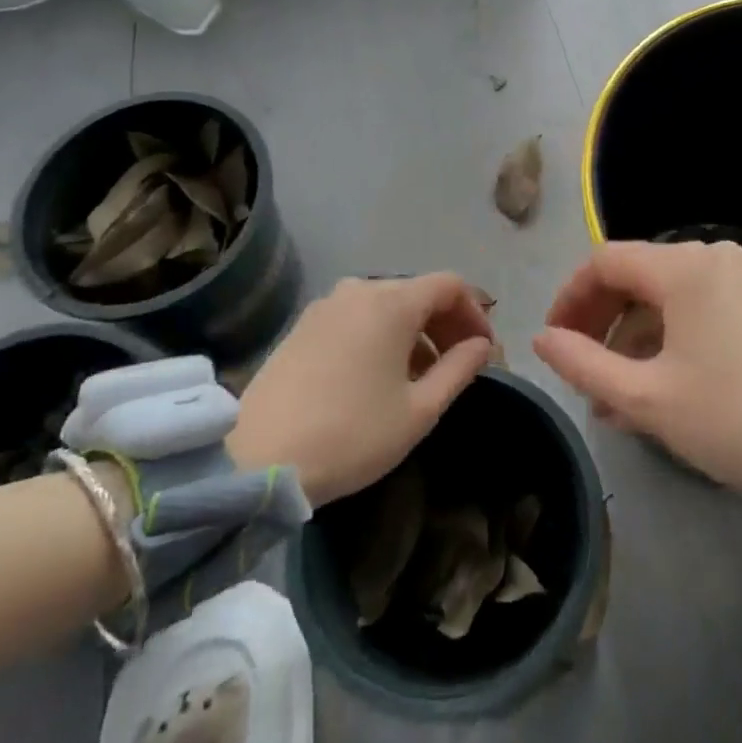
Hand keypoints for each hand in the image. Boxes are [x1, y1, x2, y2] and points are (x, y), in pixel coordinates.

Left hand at [227, 274, 495, 505]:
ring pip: (386, 305)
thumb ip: (459, 370)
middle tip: (460, 364)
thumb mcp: (419, 410)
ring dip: (414, 331)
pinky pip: (357, 316)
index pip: (449, 285)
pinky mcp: (303, 325)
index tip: (484, 351)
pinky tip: (379, 375)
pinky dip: (381, 334)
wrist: (257, 456)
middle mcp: (360, 289)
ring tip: (421, 376)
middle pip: (418, 292)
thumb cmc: (351, 434)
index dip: (475, 313)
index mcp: (393, 302)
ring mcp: (327, 305)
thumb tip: (481, 346)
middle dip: (446, 323)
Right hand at [535, 240, 741, 550]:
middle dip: (598, 321)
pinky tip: (653, 388)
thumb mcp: (646, 399)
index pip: (603, 262)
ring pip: (662, 297)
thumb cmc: (736, 419)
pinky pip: (692, 309)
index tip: (552, 341)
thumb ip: (583, 363)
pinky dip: (665, 340)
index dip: (569, 298)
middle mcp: (710, 256)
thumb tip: (541, 338)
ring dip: (630, 338)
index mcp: (681, 266)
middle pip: (633, 276)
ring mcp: (739, 278)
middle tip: (577, 369)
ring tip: (611, 396)